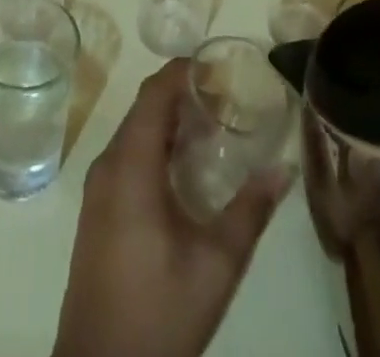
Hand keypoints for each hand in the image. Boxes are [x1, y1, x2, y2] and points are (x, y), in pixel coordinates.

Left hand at [52, 61, 290, 356]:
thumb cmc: (159, 312)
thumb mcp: (216, 265)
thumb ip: (250, 211)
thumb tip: (284, 168)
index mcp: (130, 165)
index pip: (153, 94)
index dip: (182, 71)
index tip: (217, 67)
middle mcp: (107, 164)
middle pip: (143, 109)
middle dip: (181, 96)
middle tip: (224, 100)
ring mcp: (97, 189)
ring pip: (133, 133)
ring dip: (168, 123)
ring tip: (211, 130)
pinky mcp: (96, 211)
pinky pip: (125, 157)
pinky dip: (154, 147)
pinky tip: (183, 171)